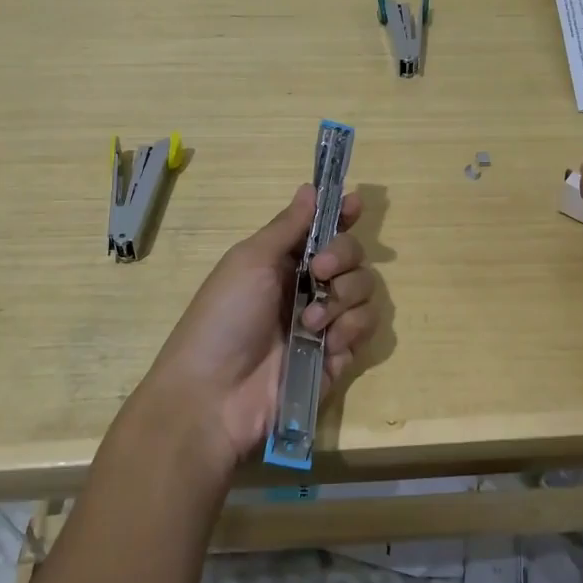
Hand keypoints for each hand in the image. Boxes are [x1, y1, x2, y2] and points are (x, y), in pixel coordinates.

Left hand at [134, 185, 378, 471]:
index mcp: (284, 260)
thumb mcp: (250, 261)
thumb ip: (288, 226)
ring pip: (366, 289)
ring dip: (344, 297)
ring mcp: (326, 322)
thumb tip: (310, 187)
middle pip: (354, 254)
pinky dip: (350, 329)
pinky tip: (326, 342)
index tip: (355, 205)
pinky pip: (366, 327)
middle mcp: (309, 286)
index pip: (324, 229)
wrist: (215, 395)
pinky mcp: (339, 356)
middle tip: (320, 271)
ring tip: (311, 321)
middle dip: (344, 256)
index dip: (343, 215)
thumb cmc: (224, 317)